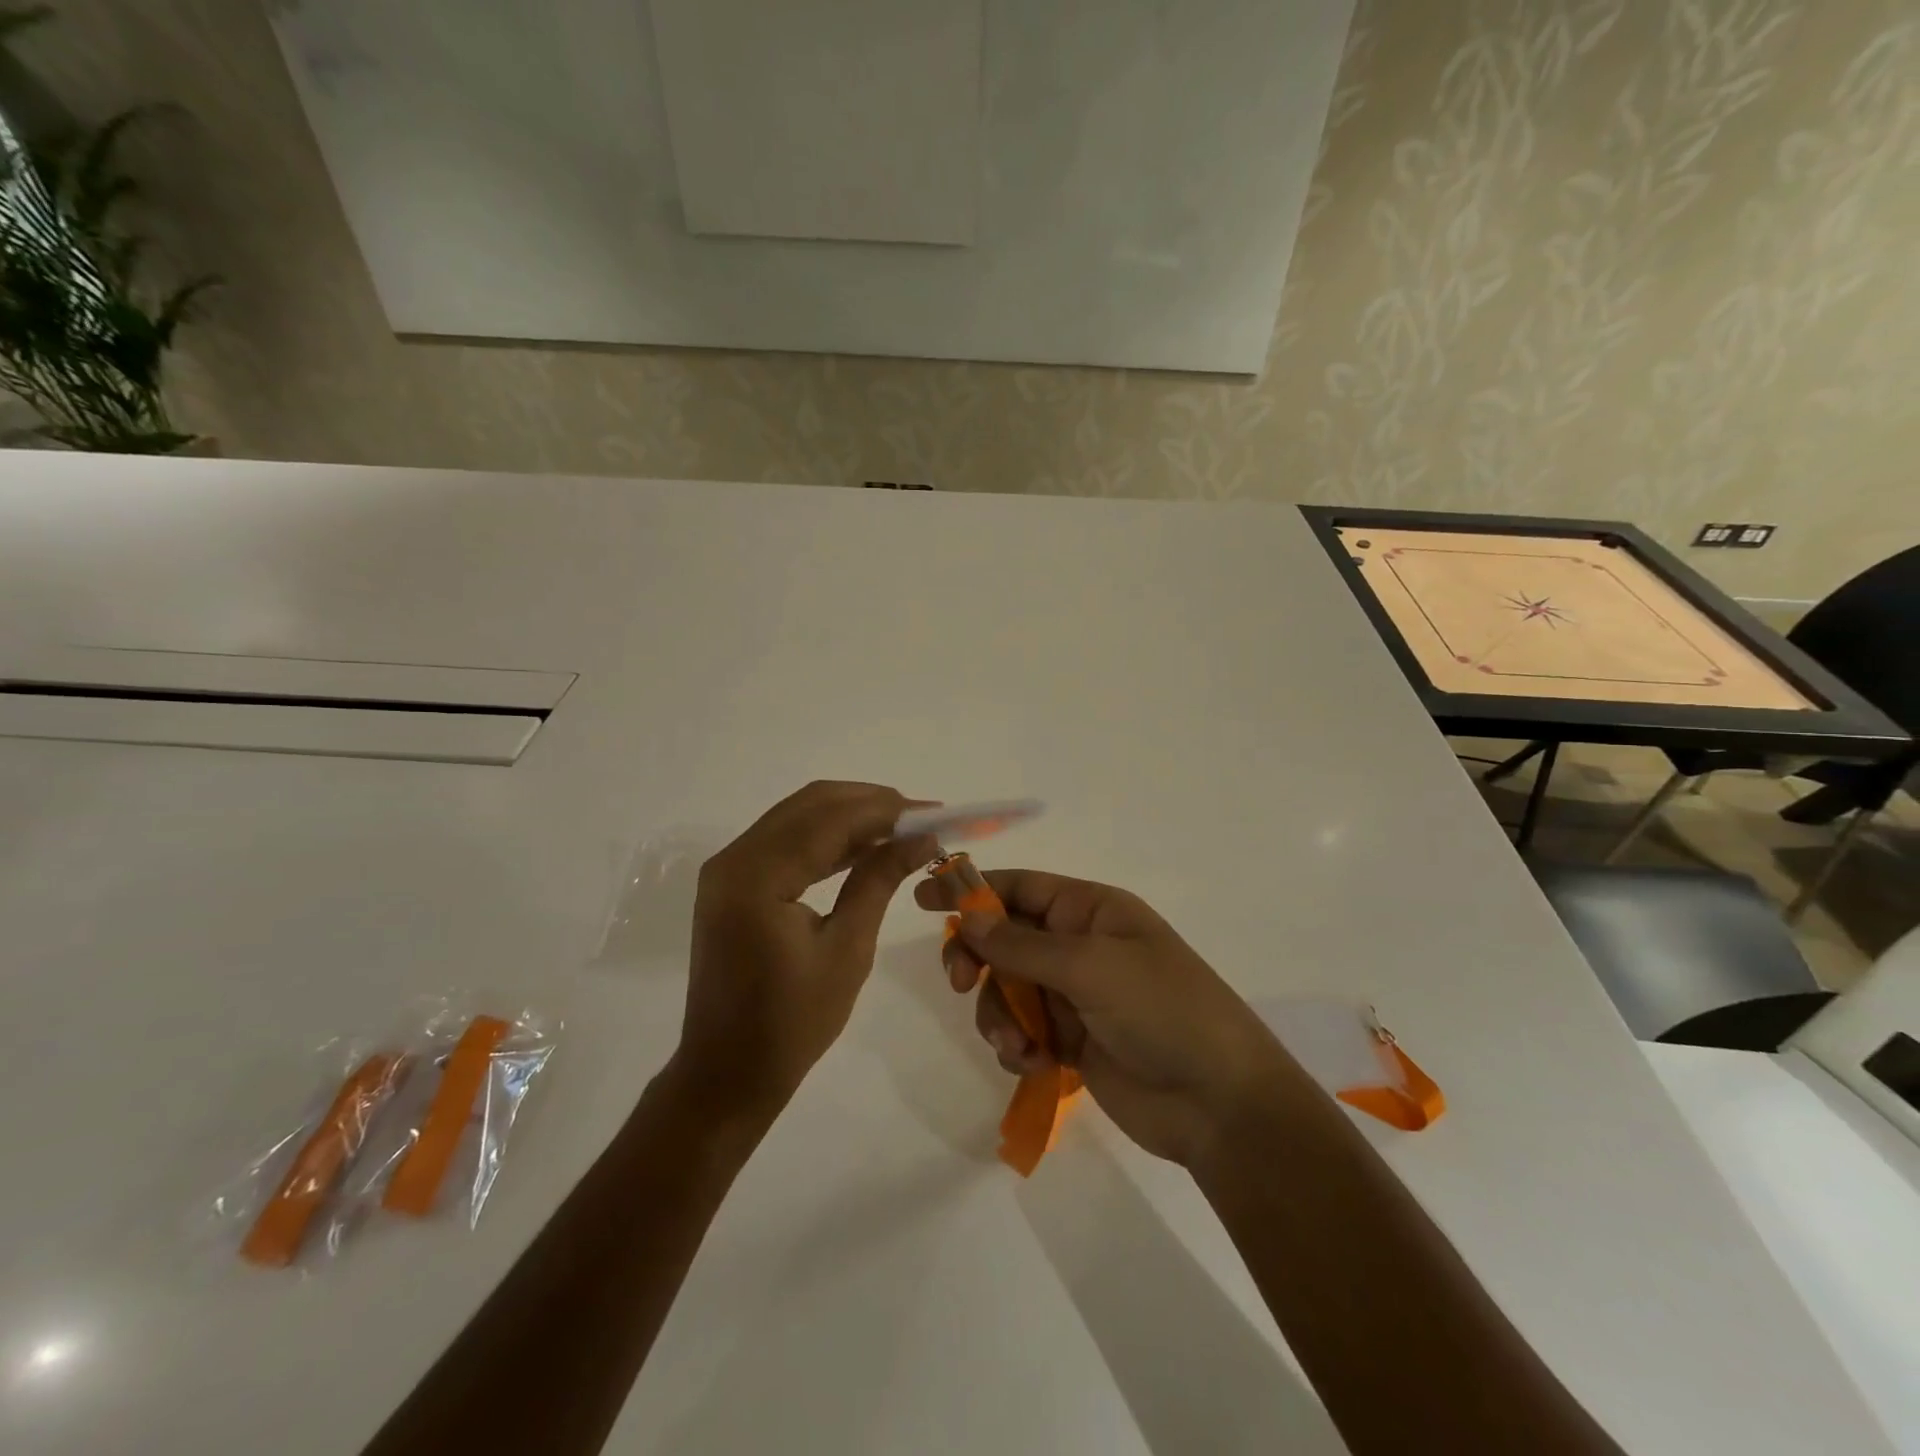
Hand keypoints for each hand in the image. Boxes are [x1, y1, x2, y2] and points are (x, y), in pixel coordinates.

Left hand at [676, 781, 938, 1121]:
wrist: (727, 1073)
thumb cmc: (792, 1023)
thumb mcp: (848, 949)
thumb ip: (879, 880)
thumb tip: (922, 838)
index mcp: (756, 878)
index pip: (829, 820)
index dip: (885, 809)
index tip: (934, 812)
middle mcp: (734, 859)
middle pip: (810, 804)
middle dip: (870, 803)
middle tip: (922, 817)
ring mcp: (728, 868)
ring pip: (798, 816)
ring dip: (850, 816)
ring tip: (903, 827)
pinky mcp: (732, 882)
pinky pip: (785, 840)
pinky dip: (826, 836)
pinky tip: (865, 846)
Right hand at [917, 869, 1286, 1166]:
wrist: (1219, 1103)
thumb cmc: (1162, 1011)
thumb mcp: (1091, 966)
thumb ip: (1022, 944)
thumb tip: (968, 916)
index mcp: (1090, 910)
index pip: (1019, 887)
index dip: (971, 889)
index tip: (923, 899)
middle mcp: (1078, 945)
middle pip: (1004, 938)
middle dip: (979, 959)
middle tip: (960, 981)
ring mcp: (1074, 995)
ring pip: (1007, 989)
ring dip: (999, 1014)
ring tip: (1016, 1043)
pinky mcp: (1070, 1041)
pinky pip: (1021, 1030)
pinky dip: (1015, 1044)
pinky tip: (1031, 1063)